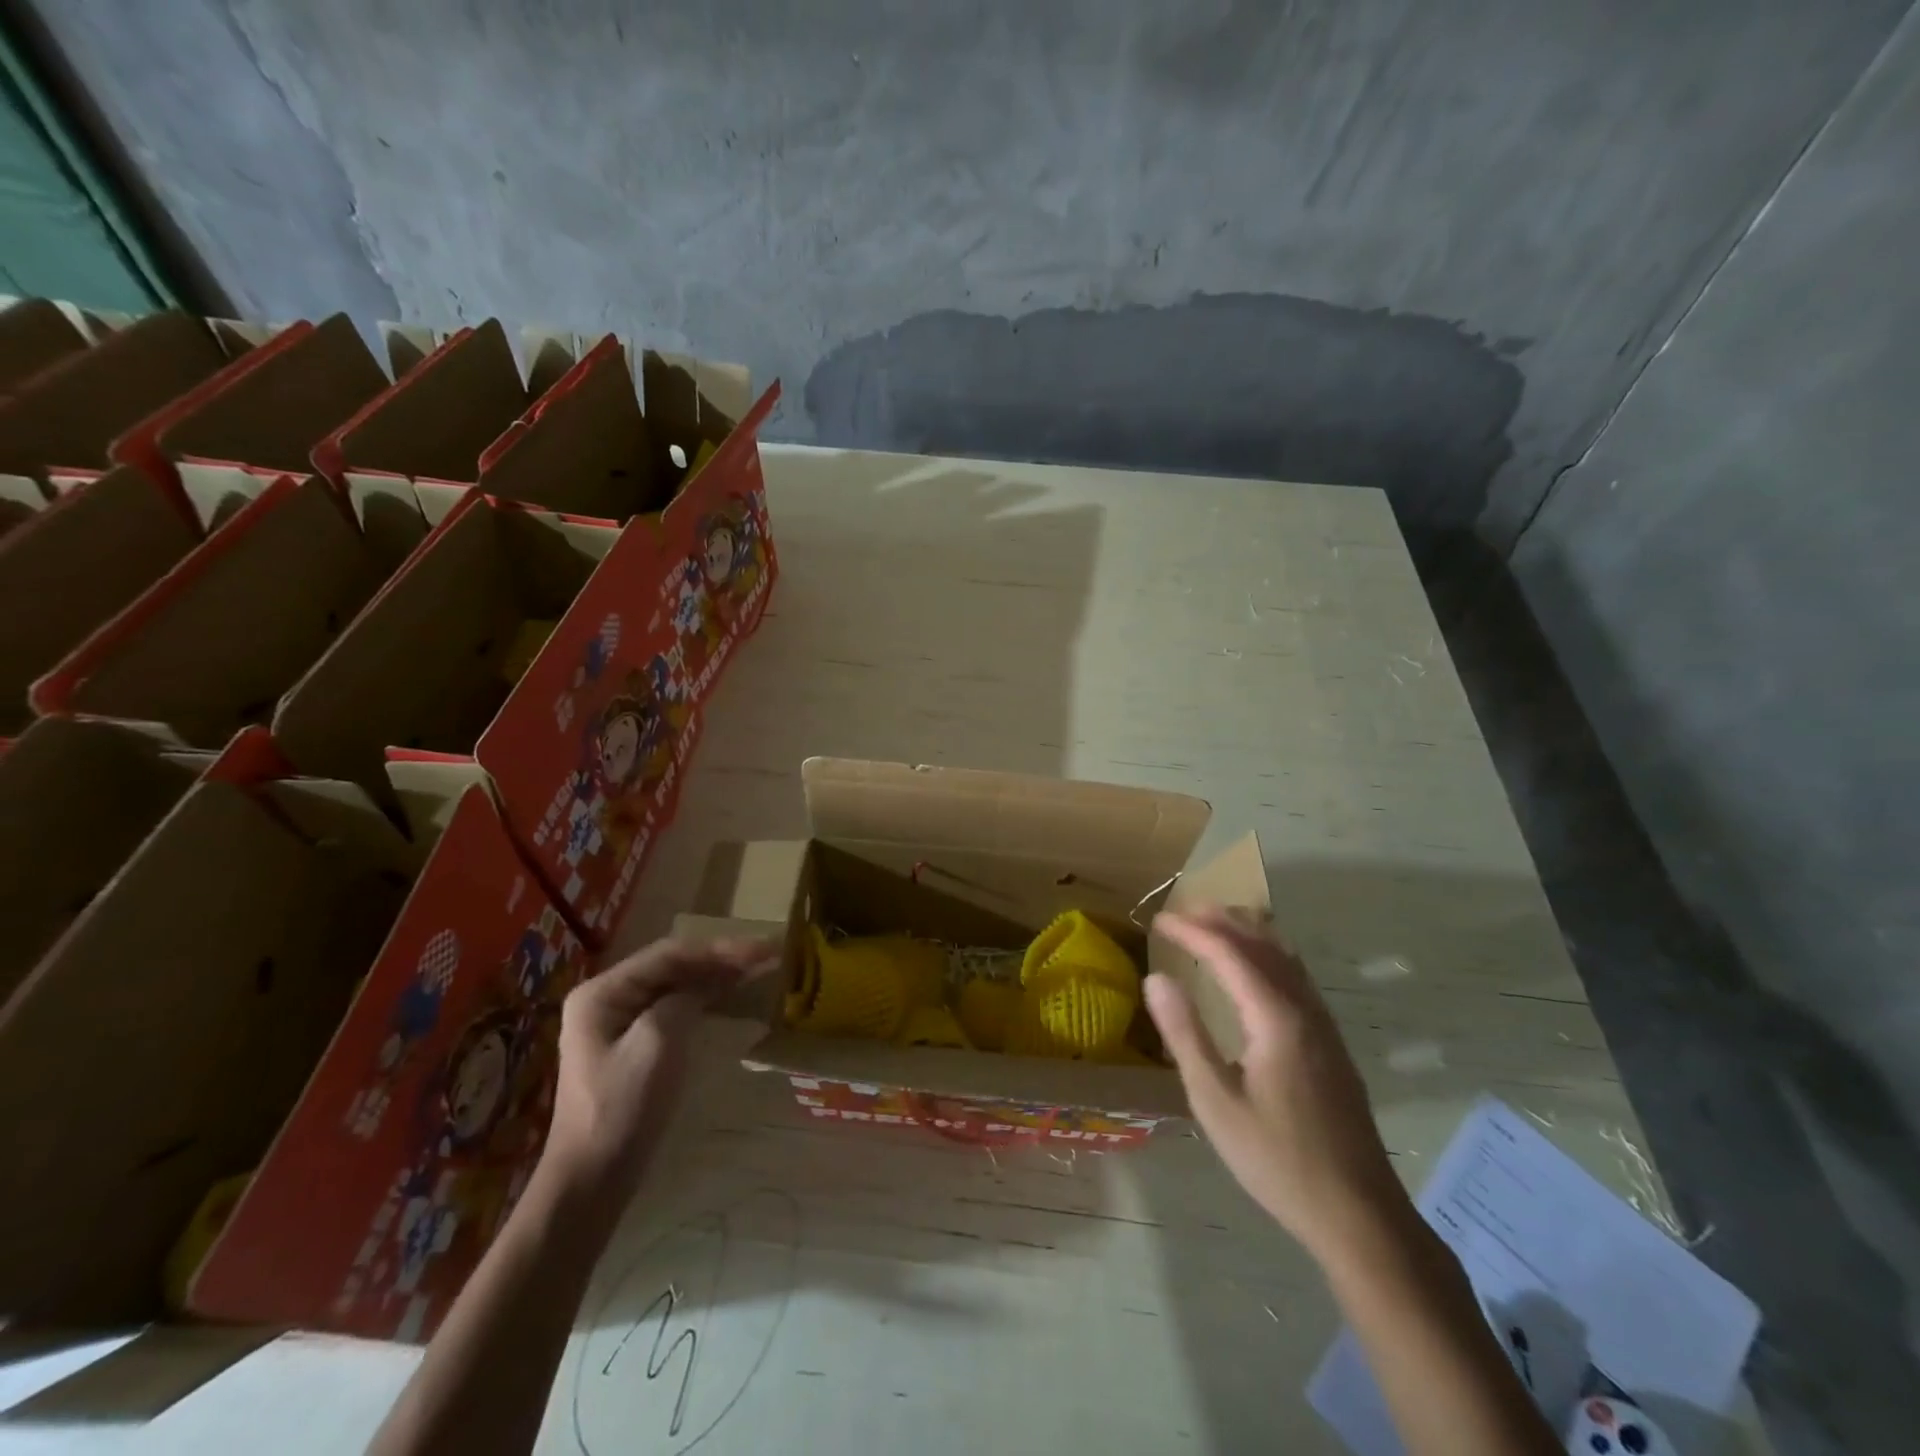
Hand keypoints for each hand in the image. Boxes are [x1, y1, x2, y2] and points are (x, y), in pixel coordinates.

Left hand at [542, 936, 776, 1211]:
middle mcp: (608, 997)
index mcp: (603, 991)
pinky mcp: (632, 1043)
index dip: (720, 948)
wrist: (592, 1179)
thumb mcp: (657, 1044)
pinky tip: (732, 992)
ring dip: (717, 974)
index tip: (763, 949)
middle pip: (673, 965)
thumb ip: (684, 1000)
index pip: (670, 954)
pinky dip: (706, 997)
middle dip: (721, 957)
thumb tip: (708, 983)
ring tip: (759, 967)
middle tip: (768, 954)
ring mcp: (618, 1021)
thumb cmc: (622, 1109)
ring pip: (677, 984)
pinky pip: (674, 1006)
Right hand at [1146, 906, 1411, 1265]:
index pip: (1229, 952)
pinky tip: (1254, 969)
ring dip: (1247, 931)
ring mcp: (1324, 1025)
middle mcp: (1305, 1008)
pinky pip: (1296, 975)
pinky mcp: (1330, 1042)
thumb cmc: (1277, 1159)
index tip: (1157, 922)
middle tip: (1181, 912)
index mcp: (1276, 1017)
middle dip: (1221, 919)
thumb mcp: (1215, 1101)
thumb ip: (1185, 1034)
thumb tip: (1157, 978)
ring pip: (1286, 955)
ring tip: (1212, 924)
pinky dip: (1267, 953)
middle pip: (1263, 942)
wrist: (1358, 1213)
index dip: (1191, 931)